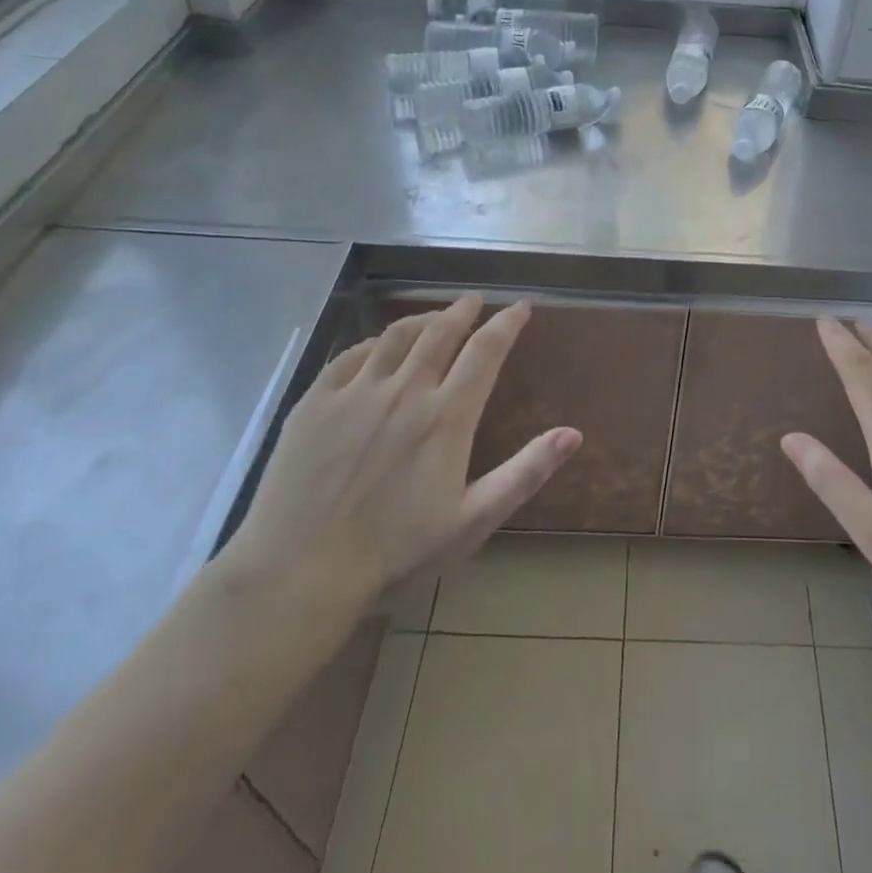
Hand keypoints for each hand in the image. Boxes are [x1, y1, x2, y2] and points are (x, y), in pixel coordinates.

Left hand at [218, 296, 581, 635]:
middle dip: (463, 310)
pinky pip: (351, 355)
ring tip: (435, 315)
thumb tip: (573, 434)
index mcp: (446, 416)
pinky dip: (375, 342)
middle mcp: (405, 391)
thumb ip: (525, 472)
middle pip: (441, 332)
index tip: (520, 308)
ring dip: (423, 318)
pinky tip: (379, 346)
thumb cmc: (396, 552)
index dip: (506, 324)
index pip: (485, 351)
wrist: (299, 572)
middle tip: (475, 300)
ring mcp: (356, 392)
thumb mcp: (473, 520)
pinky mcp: (315, 402)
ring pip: (397, 336)